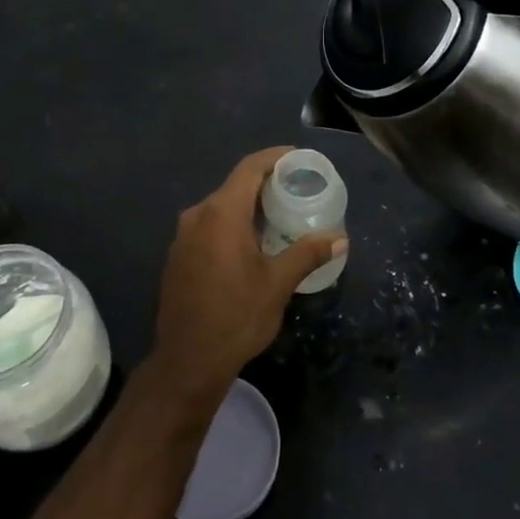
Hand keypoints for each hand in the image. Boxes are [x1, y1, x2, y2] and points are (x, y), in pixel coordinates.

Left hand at [146, 147, 346, 406]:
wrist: (187, 361)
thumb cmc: (236, 317)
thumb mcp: (278, 284)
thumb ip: (307, 253)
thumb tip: (340, 238)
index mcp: (221, 213)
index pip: (249, 168)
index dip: (274, 157)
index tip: (298, 158)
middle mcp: (197, 215)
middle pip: (234, 185)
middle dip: (265, 183)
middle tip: (296, 189)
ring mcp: (183, 236)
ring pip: (220, 207)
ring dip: (248, 206)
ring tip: (279, 216)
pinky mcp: (178, 256)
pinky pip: (208, 226)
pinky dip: (231, 224)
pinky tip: (251, 243)